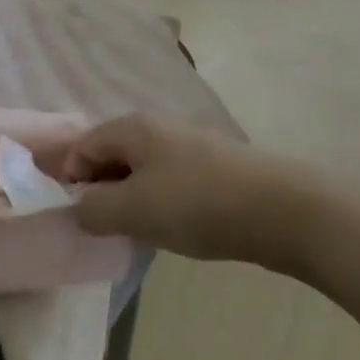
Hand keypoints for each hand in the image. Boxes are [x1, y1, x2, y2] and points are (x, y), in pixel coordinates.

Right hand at [63, 114, 316, 269]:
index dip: (72, 182)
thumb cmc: (197, 205)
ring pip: (143, 171)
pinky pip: (172, 181)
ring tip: (146, 233)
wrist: (286, 211)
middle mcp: (156, 127)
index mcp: (130, 128)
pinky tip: (180, 229)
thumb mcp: (133, 211)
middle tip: (113, 228)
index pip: (81, 148)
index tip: (85, 218)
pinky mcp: (215, 167)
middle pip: (111, 156)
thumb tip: (78, 209)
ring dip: (134, 200)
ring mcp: (189, 144)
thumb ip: (92, 210)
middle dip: (104, 192)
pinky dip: (164, 203)